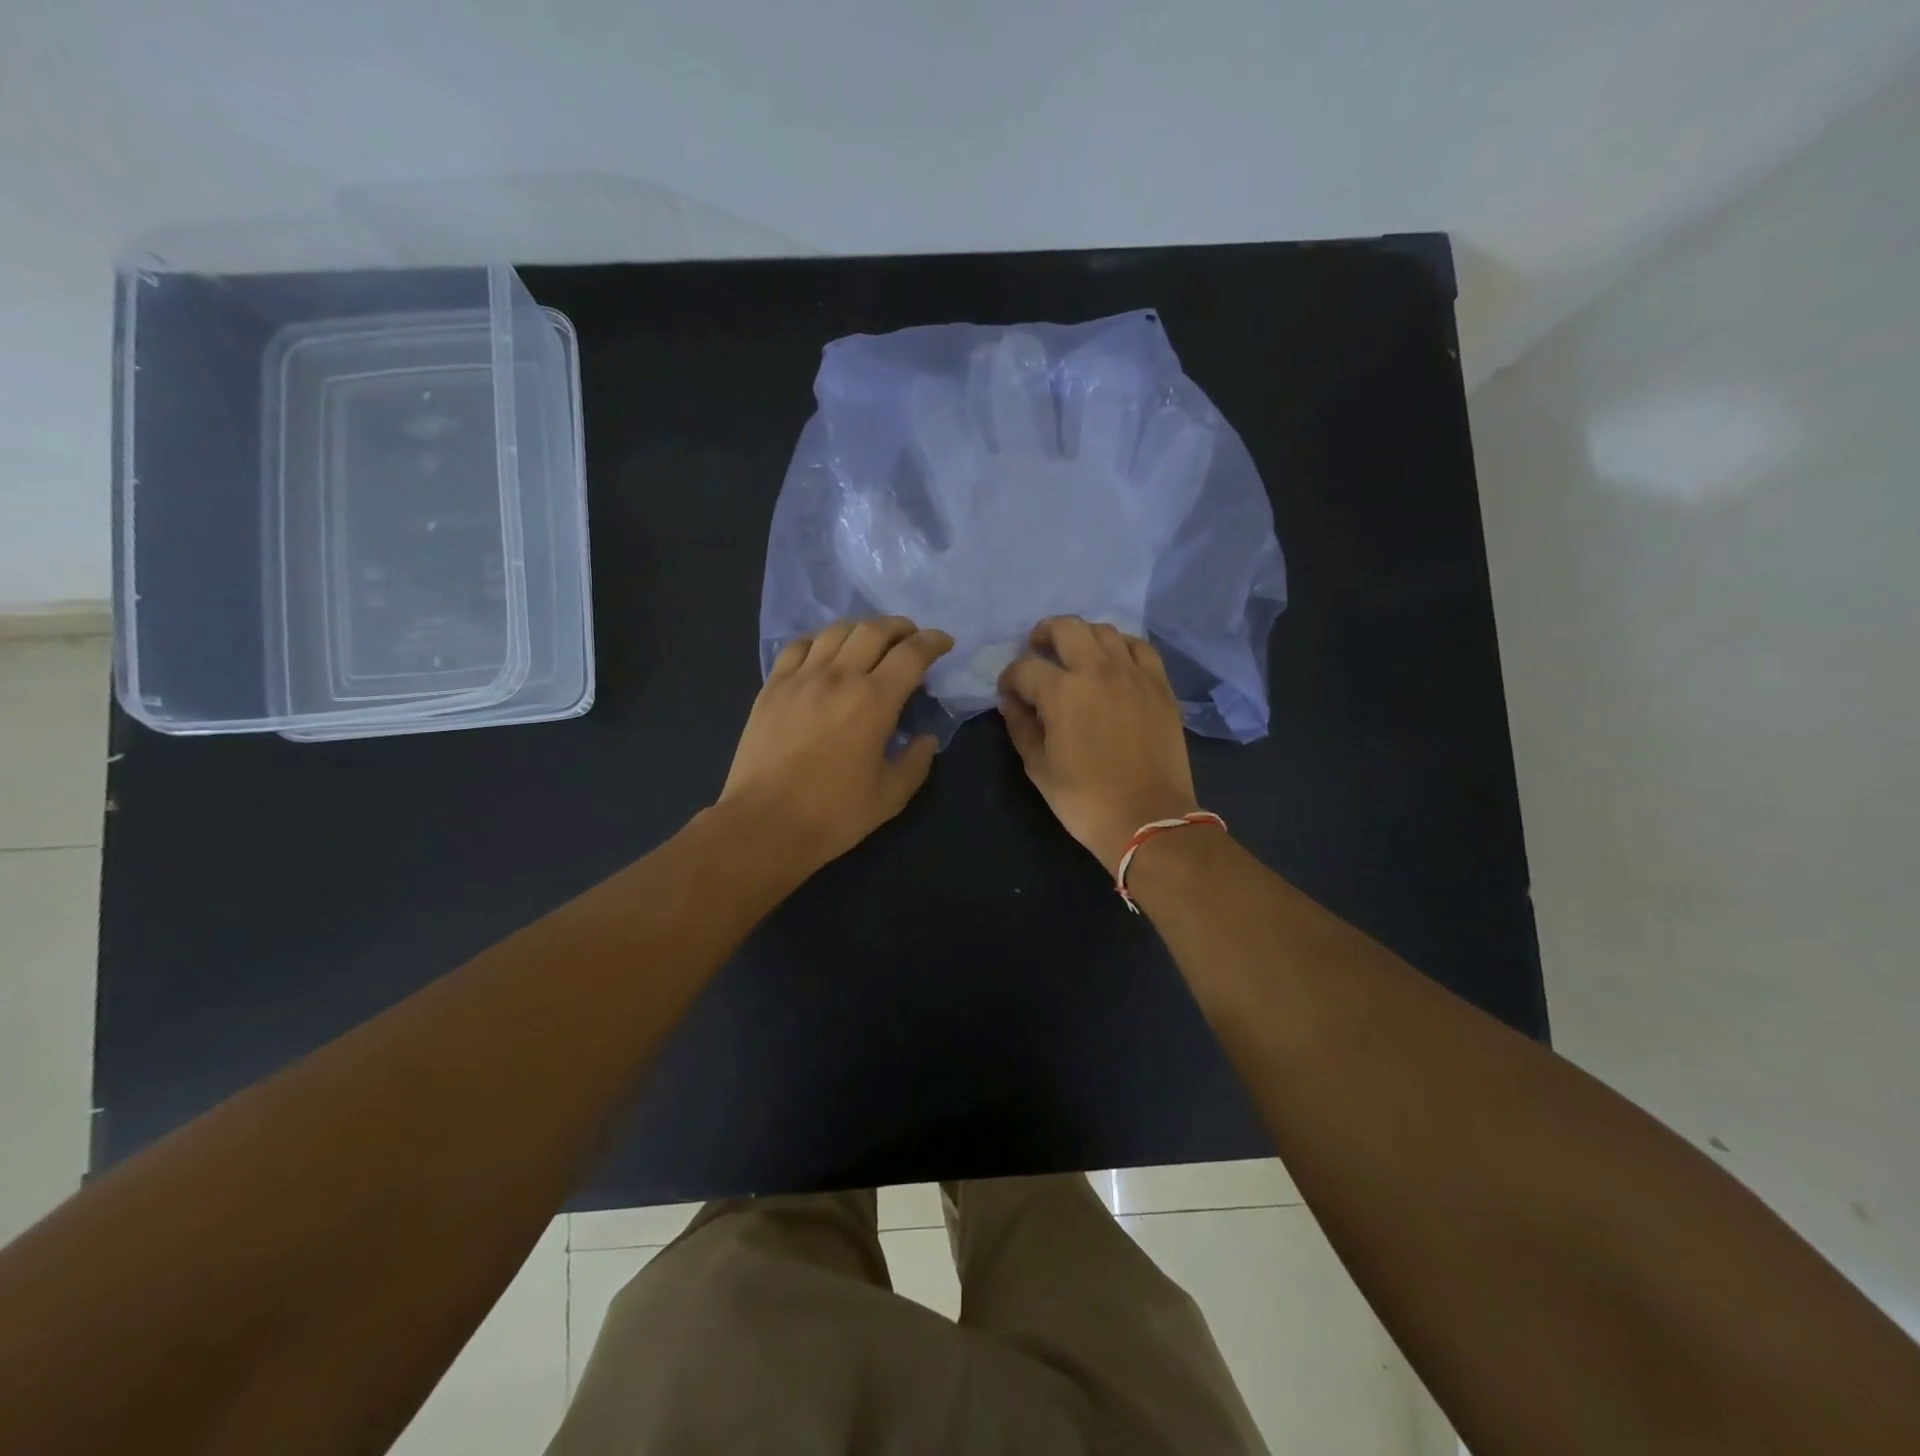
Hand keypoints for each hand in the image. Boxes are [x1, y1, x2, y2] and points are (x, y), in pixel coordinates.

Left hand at [720, 617, 952, 876]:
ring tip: (871, 642)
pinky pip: (798, 646)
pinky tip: (825, 653)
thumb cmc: (833, 814)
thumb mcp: (890, 796)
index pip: (912, 653)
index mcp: (874, 701)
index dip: (933, 641)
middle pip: (874, 630)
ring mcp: (801, 678)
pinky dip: (820, 640)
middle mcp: (839, 677)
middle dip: (901, 627)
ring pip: (836, 631)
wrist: (764, 824)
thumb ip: (916, 761)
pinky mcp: (772, 687)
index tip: (944, 643)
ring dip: (862, 629)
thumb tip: (926, 738)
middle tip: (911, 639)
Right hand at [997, 616, 1199, 872]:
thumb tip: (1011, 702)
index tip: (1009, 693)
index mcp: (1061, 691)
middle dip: (1043, 635)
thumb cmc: (1085, 799)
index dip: (1010, 678)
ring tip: (1076, 656)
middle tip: (1037, 651)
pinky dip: (1121, 647)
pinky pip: (1139, 647)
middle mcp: (1097, 670)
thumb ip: (1021, 727)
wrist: (1148, 818)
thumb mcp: (1039, 768)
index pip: (1025, 668)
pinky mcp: (1159, 684)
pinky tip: (1114, 662)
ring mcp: (1133, 673)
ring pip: (1104, 630)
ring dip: (1082, 637)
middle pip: (1066, 627)